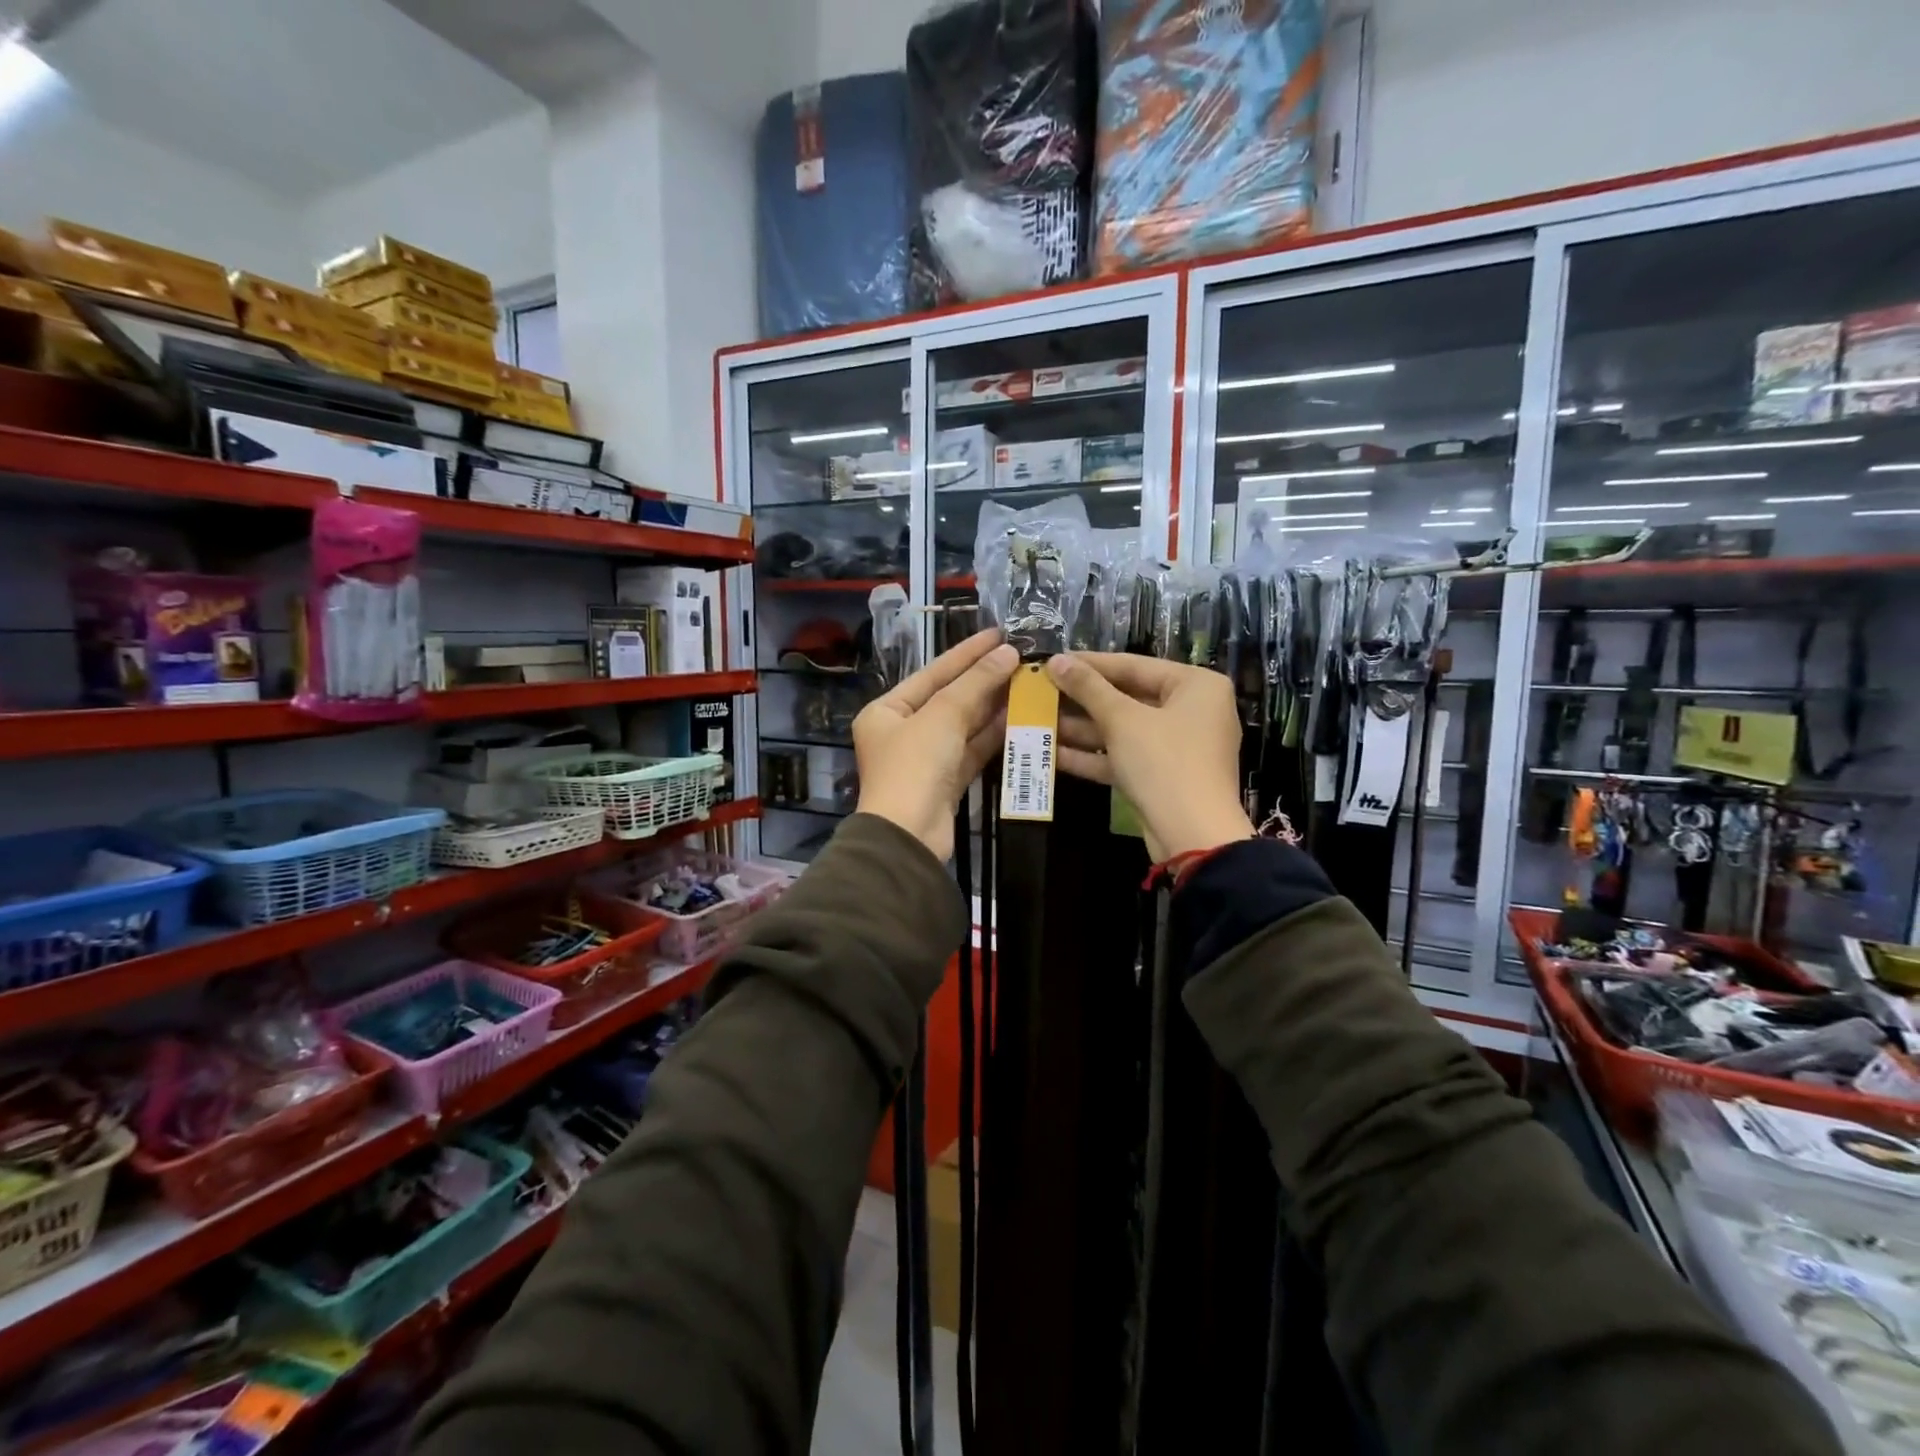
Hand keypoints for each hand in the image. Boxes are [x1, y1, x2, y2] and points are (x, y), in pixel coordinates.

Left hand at [855, 629, 1017, 860]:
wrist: (909, 837)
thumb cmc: (915, 766)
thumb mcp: (943, 716)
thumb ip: (976, 683)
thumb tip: (1008, 653)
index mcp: (887, 711)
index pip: (933, 673)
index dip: (966, 653)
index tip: (999, 634)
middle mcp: (902, 732)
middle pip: (949, 698)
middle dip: (984, 679)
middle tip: (1021, 657)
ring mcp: (925, 759)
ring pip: (964, 725)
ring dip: (993, 706)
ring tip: (1027, 682)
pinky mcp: (946, 782)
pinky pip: (972, 750)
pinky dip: (993, 735)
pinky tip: (1020, 717)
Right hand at [1047, 652, 1253, 861]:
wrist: (1192, 836)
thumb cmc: (1164, 762)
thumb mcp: (1122, 720)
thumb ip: (1088, 688)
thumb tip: (1056, 660)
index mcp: (1195, 686)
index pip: (1134, 665)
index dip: (1089, 664)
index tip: (1052, 661)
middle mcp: (1191, 711)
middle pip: (1128, 697)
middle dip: (1082, 700)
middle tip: (1041, 692)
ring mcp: (1177, 746)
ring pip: (1122, 730)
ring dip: (1081, 729)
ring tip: (1038, 720)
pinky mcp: (1161, 776)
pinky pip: (1124, 756)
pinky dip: (1093, 756)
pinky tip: (1052, 753)